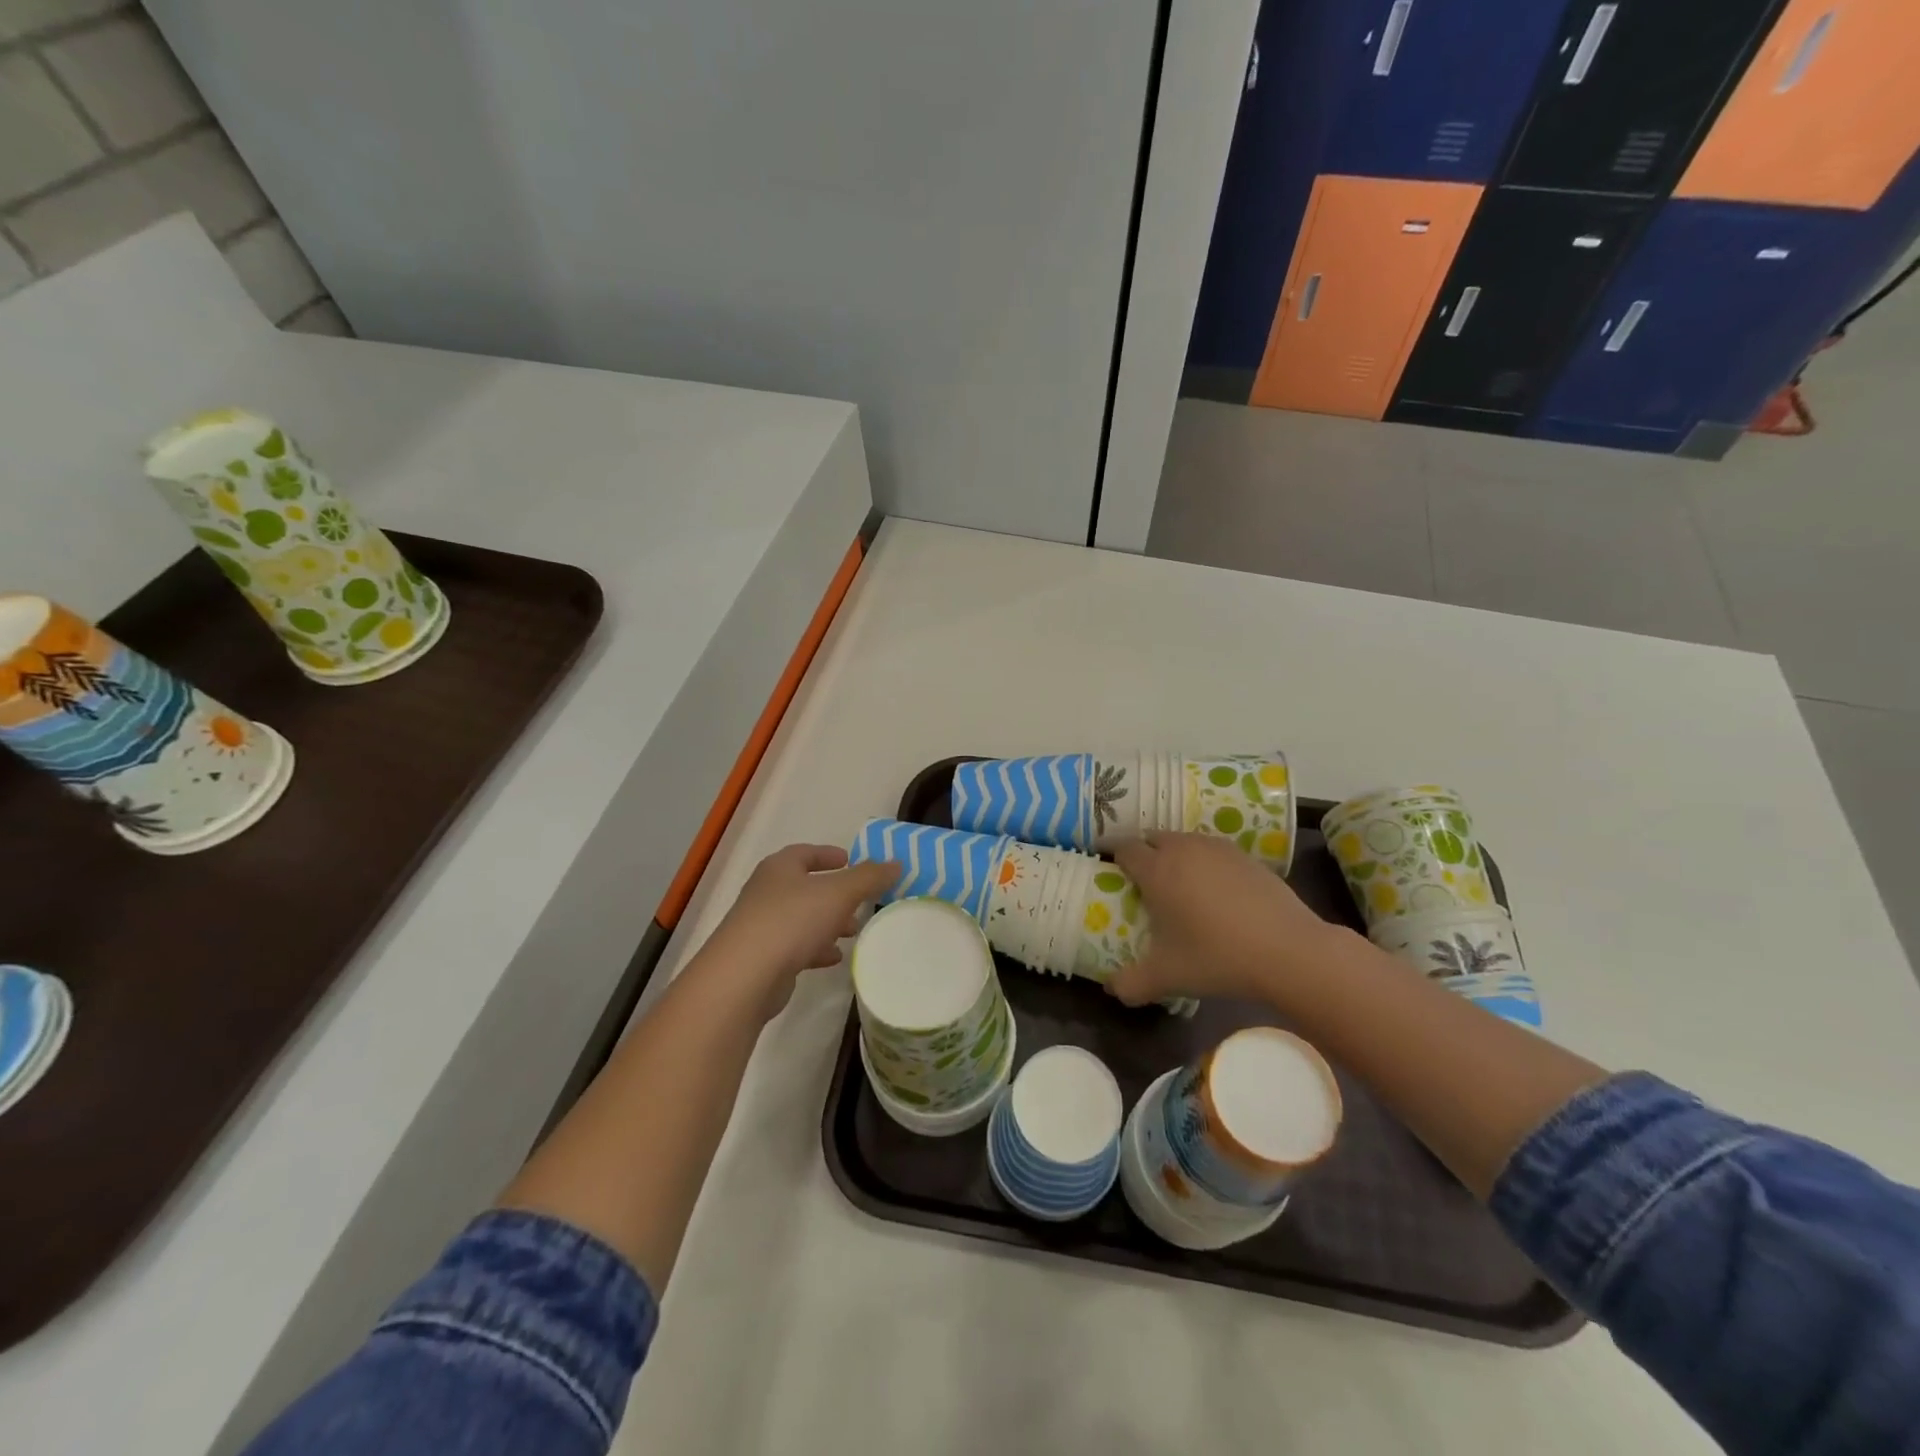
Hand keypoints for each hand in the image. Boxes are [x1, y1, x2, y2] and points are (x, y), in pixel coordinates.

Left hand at [695, 844, 899, 1020]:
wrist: (744, 977)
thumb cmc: (792, 921)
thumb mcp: (839, 893)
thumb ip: (869, 877)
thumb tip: (895, 862)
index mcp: (780, 868)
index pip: (805, 853)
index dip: (828, 855)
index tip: (850, 860)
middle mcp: (767, 893)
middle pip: (805, 887)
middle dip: (834, 894)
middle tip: (861, 902)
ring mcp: (761, 927)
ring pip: (802, 919)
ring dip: (827, 923)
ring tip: (852, 932)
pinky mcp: (762, 959)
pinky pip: (795, 947)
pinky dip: (816, 949)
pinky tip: (834, 958)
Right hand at [1107, 832, 1351, 1008]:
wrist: (1288, 950)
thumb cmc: (1217, 957)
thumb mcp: (1166, 977)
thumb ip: (1131, 983)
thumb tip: (1112, 990)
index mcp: (1157, 869)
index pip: (1124, 848)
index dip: (1114, 857)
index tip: (1112, 872)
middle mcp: (1183, 849)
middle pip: (1153, 837)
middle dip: (1143, 853)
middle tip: (1142, 881)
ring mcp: (1218, 849)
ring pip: (1184, 841)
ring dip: (1175, 854)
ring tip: (1178, 884)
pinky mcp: (1247, 856)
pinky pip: (1213, 851)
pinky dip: (1205, 863)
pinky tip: (1215, 892)